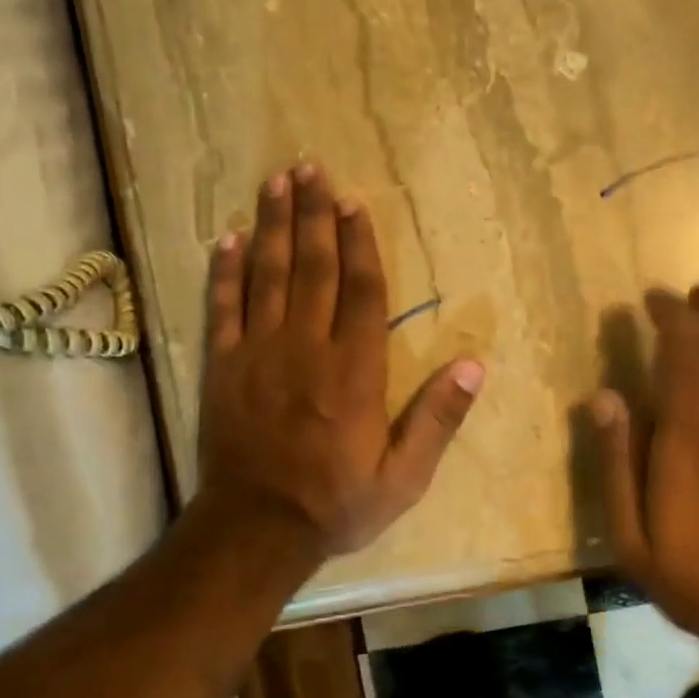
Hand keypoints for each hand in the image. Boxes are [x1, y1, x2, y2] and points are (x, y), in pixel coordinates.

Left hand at [199, 162, 484, 564]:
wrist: (257, 530)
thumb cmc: (337, 504)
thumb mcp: (404, 477)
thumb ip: (437, 419)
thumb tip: (475, 366)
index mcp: (355, 371)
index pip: (361, 291)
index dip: (360, 243)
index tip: (354, 203)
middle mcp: (307, 348)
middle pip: (313, 268)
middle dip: (313, 215)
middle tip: (310, 167)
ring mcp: (259, 354)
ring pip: (268, 276)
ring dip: (272, 226)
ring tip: (276, 182)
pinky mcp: (223, 368)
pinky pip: (223, 308)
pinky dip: (224, 271)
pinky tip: (226, 238)